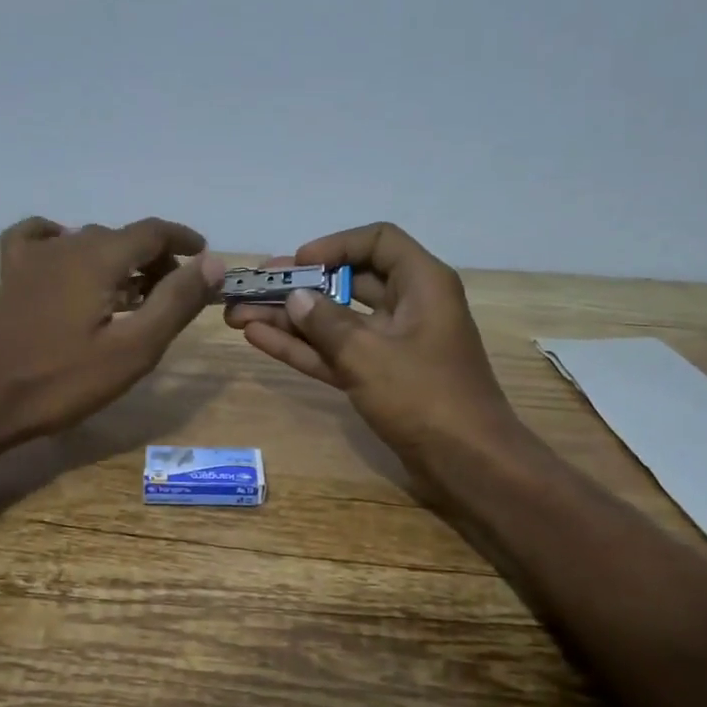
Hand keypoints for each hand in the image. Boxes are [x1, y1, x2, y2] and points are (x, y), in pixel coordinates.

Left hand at [0, 216, 224, 444]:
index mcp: (100, 257)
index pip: (153, 232)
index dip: (184, 241)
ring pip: (87, 240)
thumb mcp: (133, 348)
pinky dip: (64, 242)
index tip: (205, 258)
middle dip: (155, 258)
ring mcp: (33, 258)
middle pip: (123, 237)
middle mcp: (67, 244)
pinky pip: (40, 239)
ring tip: (133, 293)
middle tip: (172, 294)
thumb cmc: (62, 380)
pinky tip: (69, 260)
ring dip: (119, 259)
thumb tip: (213, 262)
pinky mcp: (11, 276)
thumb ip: (175, 302)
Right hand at [226, 222, 520, 472]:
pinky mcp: (381, 378)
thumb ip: (325, 322)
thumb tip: (295, 297)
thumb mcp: (368, 354)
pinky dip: (304, 348)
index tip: (298, 264)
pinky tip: (259, 339)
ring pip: (336, 321)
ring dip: (291, 319)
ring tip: (239, 315)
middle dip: (299, 285)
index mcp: (422, 284)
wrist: (468, 464)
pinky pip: (338, 352)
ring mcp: (393, 345)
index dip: (335, 246)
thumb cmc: (424, 396)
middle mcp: (409, 306)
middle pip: (348, 282)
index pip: (378, 241)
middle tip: (252, 287)